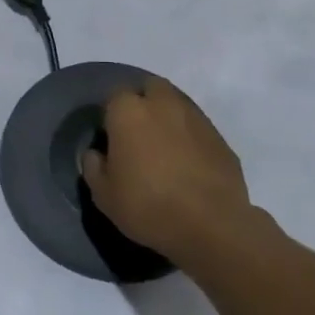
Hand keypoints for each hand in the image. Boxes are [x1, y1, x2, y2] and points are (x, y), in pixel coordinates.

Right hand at [81, 76, 253, 271]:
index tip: (110, 137)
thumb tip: (96, 154)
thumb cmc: (147, 206)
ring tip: (164, 149)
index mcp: (128, 112)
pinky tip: (187, 165)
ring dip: (168, 118)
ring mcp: (197, 119)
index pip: (114, 95)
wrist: (211, 226)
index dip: (111, 114)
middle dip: (143, 102)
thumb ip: (93, 167)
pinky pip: (198, 129)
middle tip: (137, 133)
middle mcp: (163, 104)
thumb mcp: (103, 194)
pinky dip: (190, 139)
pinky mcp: (221, 139)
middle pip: (150, 88)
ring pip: (177, 105)